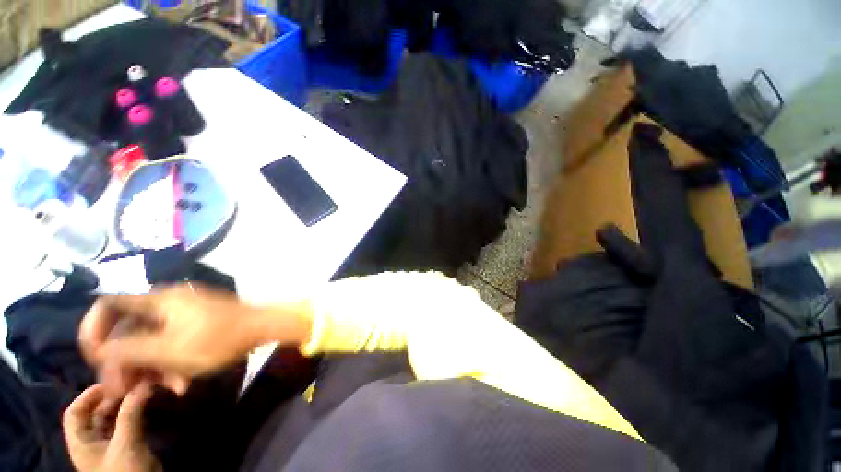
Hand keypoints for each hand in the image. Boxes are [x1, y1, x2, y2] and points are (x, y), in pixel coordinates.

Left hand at [63, 383, 160, 471]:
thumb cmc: (125, 471)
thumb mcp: (126, 444)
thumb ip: (130, 414)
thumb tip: (142, 384)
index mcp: (81, 442)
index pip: (75, 413)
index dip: (87, 396)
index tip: (110, 383)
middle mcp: (92, 441)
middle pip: (95, 414)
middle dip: (112, 398)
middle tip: (133, 384)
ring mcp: (109, 444)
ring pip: (113, 418)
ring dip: (125, 404)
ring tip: (142, 391)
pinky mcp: (126, 446)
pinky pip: (126, 424)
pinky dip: (134, 412)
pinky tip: (146, 405)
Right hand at [79, 284, 271, 394]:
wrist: (263, 328)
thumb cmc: (218, 339)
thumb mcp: (169, 350)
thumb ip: (130, 349)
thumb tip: (100, 349)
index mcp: (158, 301)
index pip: (109, 304)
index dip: (93, 327)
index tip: (94, 356)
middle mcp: (167, 302)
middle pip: (130, 329)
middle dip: (125, 361)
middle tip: (124, 389)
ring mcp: (183, 313)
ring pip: (151, 340)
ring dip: (150, 367)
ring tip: (162, 389)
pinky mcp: (196, 323)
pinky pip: (171, 341)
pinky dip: (170, 362)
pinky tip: (181, 383)